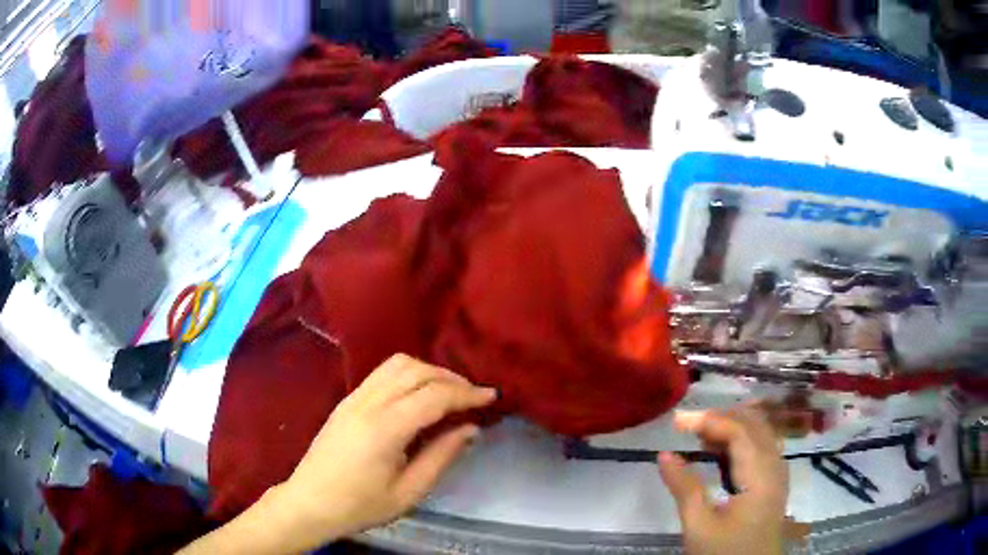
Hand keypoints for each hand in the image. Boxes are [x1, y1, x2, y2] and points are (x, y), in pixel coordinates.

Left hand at [273, 354, 496, 547]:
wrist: (309, 503)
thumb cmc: (360, 505)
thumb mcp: (408, 492)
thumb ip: (441, 456)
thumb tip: (470, 429)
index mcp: (384, 429)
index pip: (433, 396)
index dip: (466, 393)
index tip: (492, 396)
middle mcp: (367, 403)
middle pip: (415, 371)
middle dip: (450, 378)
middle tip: (473, 396)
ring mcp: (353, 398)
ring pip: (397, 364)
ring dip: (428, 371)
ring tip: (449, 392)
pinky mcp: (346, 400)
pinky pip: (382, 373)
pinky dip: (408, 374)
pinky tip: (419, 394)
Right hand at [658, 407, 788, 554]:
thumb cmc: (724, 553)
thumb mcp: (699, 526)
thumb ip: (684, 488)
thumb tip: (664, 455)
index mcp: (761, 476)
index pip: (740, 431)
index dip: (710, 420)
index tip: (677, 421)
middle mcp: (775, 467)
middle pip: (755, 425)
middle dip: (721, 418)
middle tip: (687, 424)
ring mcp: (777, 474)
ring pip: (760, 434)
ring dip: (732, 427)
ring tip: (700, 435)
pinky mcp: (773, 483)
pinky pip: (761, 448)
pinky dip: (740, 441)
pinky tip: (721, 451)